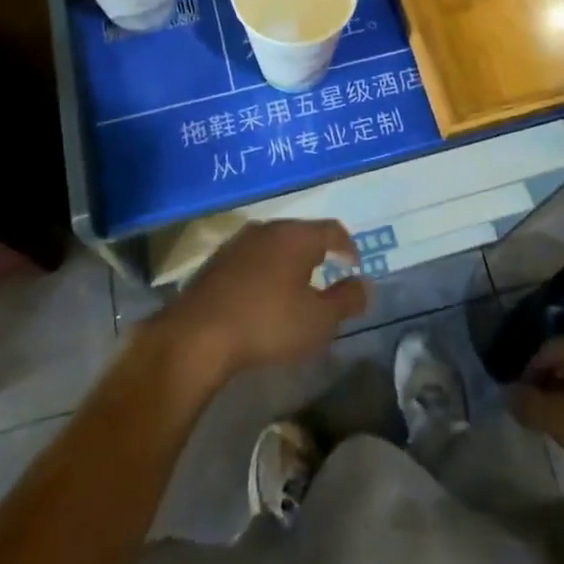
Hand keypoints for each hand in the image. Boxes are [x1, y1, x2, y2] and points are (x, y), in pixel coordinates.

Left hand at [155, 219, 368, 387]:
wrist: (198, 334)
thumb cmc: (268, 323)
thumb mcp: (319, 321)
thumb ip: (347, 300)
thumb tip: (365, 285)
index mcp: (297, 236)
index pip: (333, 229)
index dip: (348, 246)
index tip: (354, 265)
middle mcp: (268, 228)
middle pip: (302, 233)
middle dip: (318, 251)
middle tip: (328, 272)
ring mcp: (238, 242)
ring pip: (274, 244)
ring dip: (289, 260)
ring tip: (296, 285)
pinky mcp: (216, 260)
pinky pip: (252, 258)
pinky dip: (265, 270)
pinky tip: (263, 294)